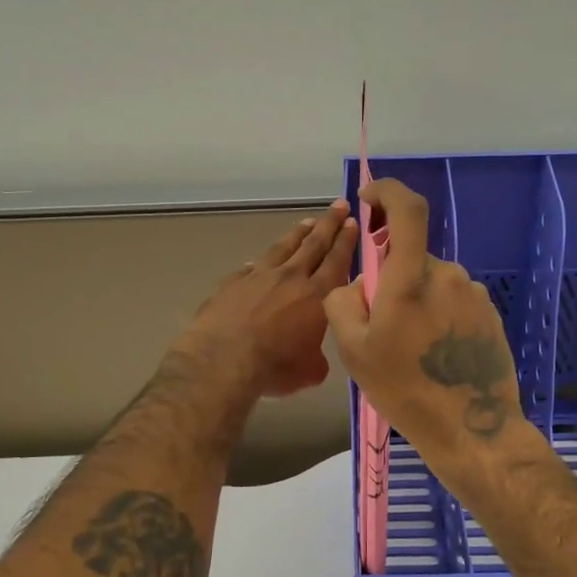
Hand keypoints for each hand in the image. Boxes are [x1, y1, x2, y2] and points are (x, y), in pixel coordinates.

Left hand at [176, 200, 357, 399]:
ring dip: (297, 234)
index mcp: (317, 296)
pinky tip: (259, 262)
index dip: (346, 241)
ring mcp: (258, 276)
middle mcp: (290, 278)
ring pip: (283, 248)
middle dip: (328, 224)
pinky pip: (251, 268)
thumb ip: (317, 357)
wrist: (223, 360)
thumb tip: (313, 354)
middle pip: (313, 244)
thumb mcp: (310, 370)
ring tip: (306, 222)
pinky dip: (260, 263)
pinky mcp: (232, 283)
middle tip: (339, 205)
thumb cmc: (274, 367)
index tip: (353, 221)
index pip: (337, 261)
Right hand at [323, 179, 521, 471]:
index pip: (406, 209)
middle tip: (381, 326)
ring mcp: (473, 294)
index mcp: (411, 277)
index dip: (386, 192)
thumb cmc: (405, 389)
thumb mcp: (353, 349)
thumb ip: (343, 301)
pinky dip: (437, 315)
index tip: (369, 200)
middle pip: (411, 258)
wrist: (471, 428)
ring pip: (431, 282)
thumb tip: (358, 284)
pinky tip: (435, 356)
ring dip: (415, 301)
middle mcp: (447, 274)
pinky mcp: (488, 315)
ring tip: (410, 350)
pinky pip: (452, 301)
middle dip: (391, 278)